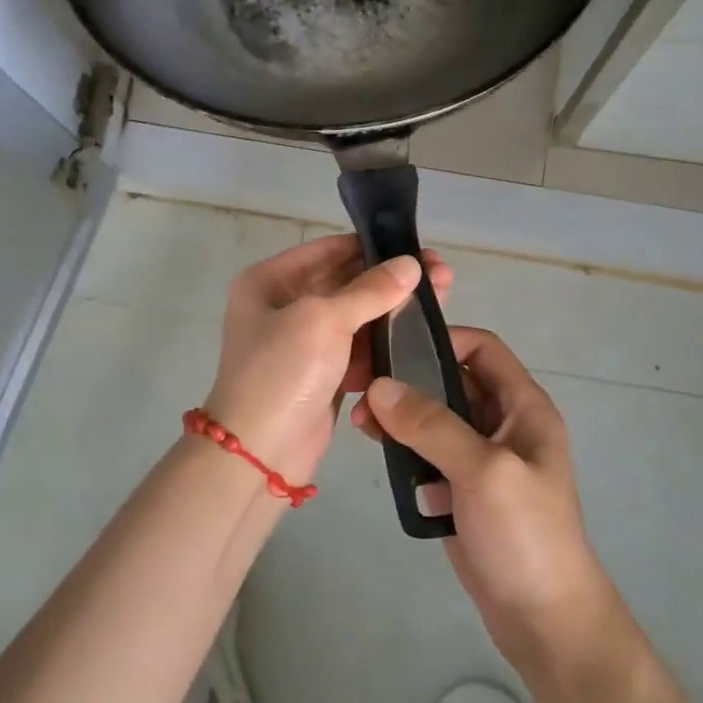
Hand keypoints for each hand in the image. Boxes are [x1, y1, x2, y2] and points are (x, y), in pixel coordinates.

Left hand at [204, 235, 452, 487]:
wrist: (259, 454)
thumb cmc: (283, 373)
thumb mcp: (323, 320)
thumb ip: (370, 290)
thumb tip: (411, 264)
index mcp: (272, 281)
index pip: (330, 251)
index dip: (374, 248)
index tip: (418, 249)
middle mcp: (286, 306)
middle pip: (348, 283)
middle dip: (393, 280)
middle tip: (441, 274)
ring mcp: (305, 343)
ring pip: (359, 318)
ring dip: (395, 311)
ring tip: (442, 299)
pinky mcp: (324, 375)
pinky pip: (359, 350)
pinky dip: (385, 345)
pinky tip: (421, 336)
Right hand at [354, 329, 616, 672]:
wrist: (544, 618)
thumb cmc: (525, 533)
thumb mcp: (483, 469)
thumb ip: (432, 425)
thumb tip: (379, 386)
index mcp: (523, 407)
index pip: (483, 349)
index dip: (443, 339)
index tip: (394, 345)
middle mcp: (503, 425)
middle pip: (454, 382)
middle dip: (411, 380)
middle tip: (363, 387)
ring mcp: (481, 459)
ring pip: (436, 419)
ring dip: (402, 416)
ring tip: (361, 424)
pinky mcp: (462, 490)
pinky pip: (429, 455)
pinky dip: (405, 449)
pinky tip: (378, 452)